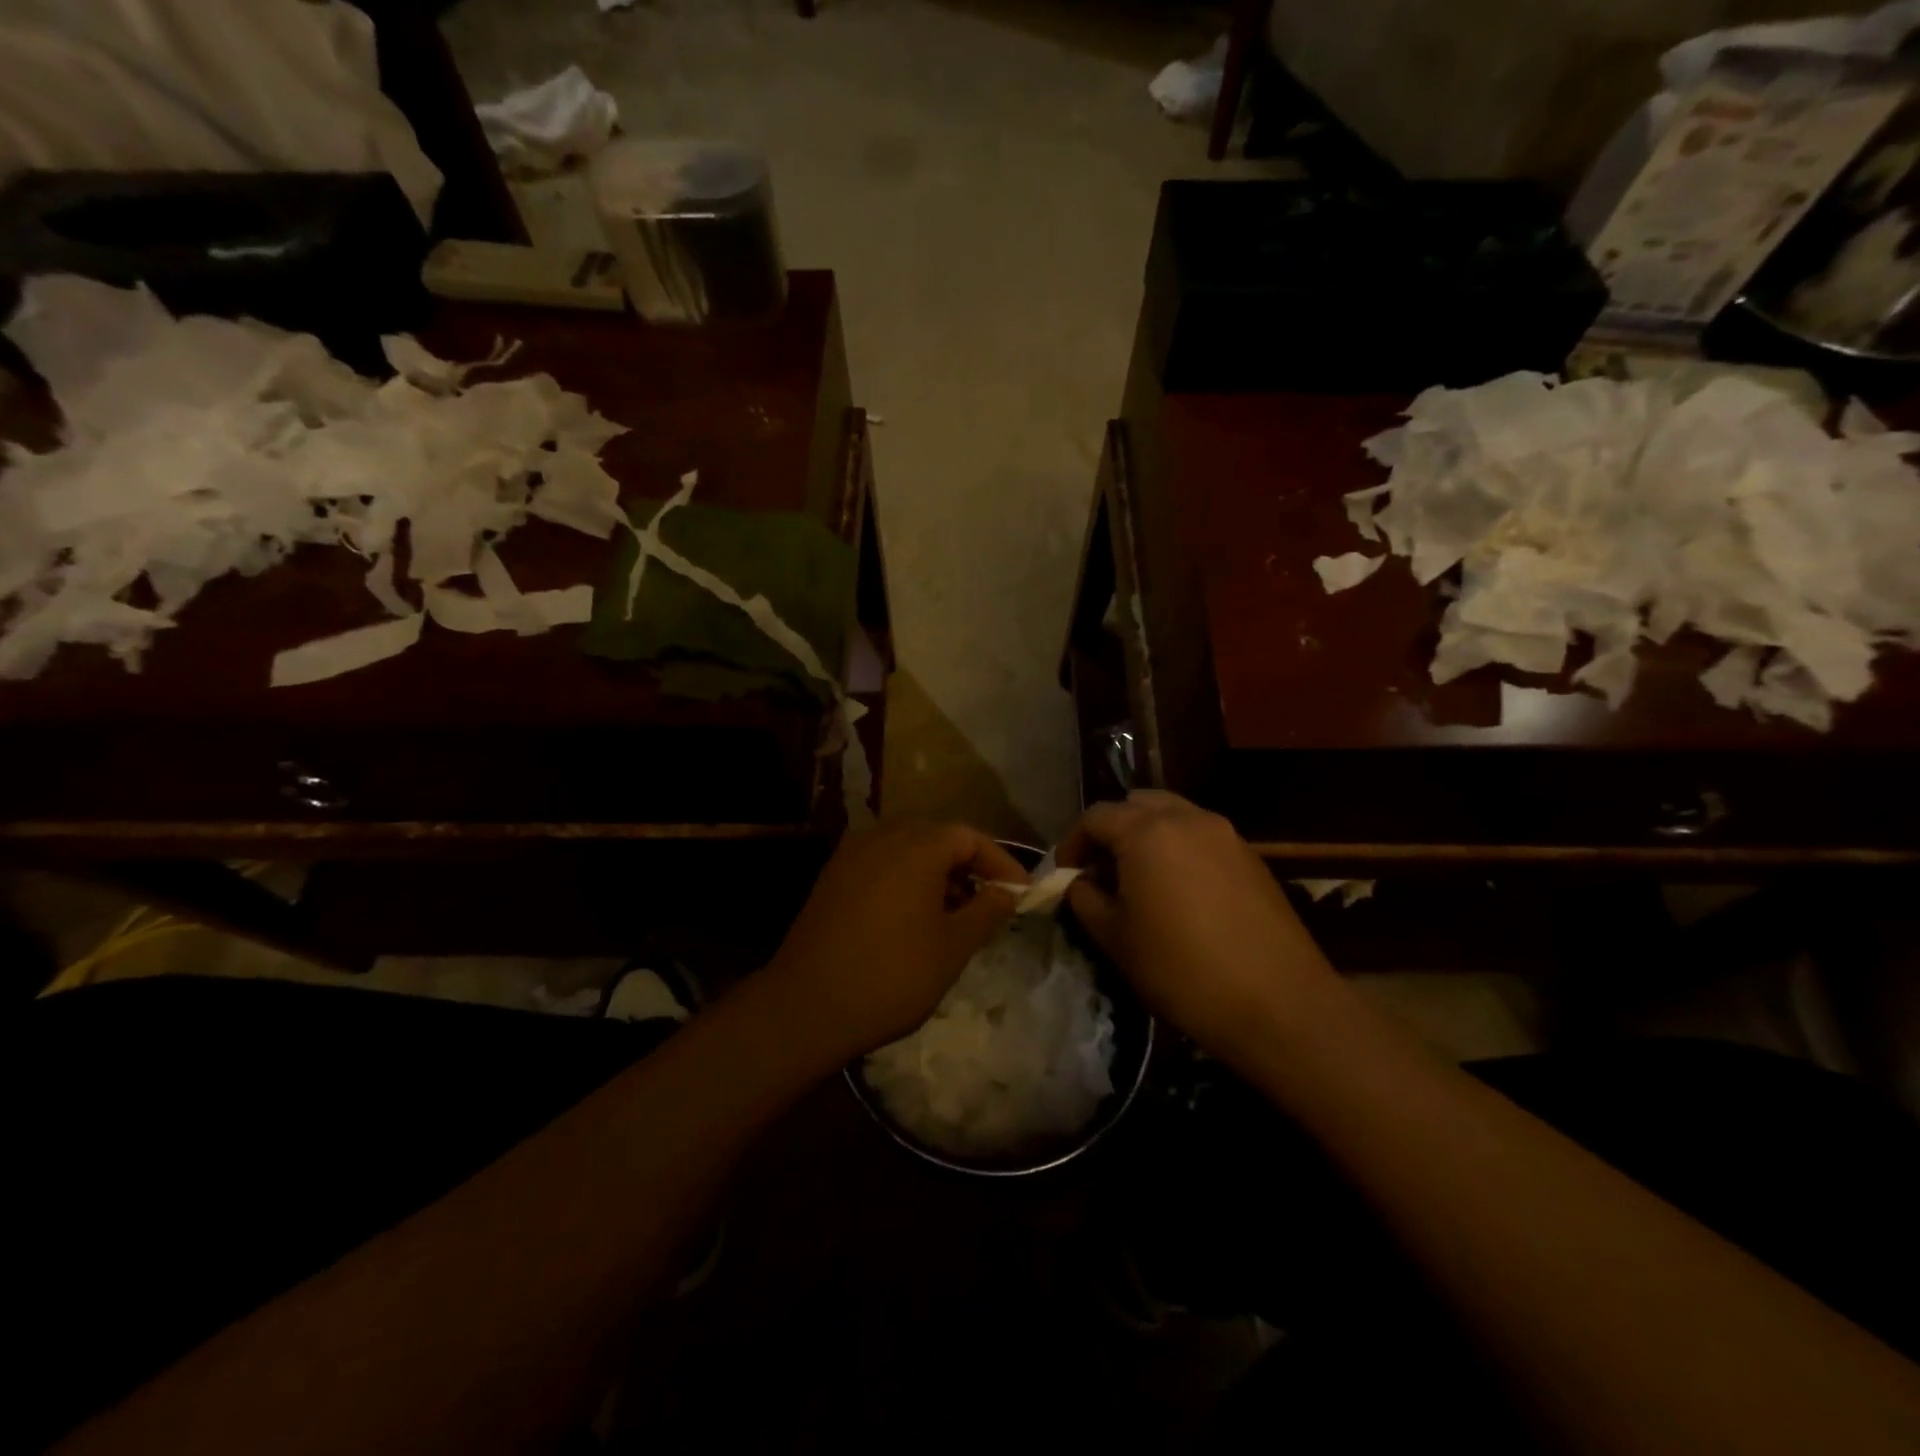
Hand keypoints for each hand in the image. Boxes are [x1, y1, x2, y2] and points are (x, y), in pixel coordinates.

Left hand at [759, 822, 1026, 1067]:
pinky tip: (912, 916)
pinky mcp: (832, 877)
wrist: (806, 1005)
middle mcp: (882, 836)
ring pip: (907, 849)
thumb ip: (987, 911)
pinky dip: (906, 879)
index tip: (1020, 894)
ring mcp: (851, 854)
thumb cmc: (892, 975)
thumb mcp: (953, 947)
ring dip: (936, 872)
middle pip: (937, 836)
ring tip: (954, 913)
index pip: (970, 837)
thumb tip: (1007, 892)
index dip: (1001, 863)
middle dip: (968, 865)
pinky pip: (881, 863)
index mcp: (916, 845)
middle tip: (989, 902)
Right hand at [1058, 791, 1337, 1061]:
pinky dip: (1180, 849)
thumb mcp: (1116, 938)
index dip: (1073, 843)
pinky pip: (1203, 837)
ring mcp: (1226, 834)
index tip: (1065, 875)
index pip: (1096, 816)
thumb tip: (1080, 883)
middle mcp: (1188, 818)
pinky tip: (1181, 893)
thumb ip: (1086, 899)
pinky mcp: (1251, 857)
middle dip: (1113, 830)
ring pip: (1174, 816)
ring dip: (1148, 836)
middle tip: (1102, 870)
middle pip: (1137, 804)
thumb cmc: (1182, 969)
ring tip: (1140, 880)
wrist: (1278, 1003)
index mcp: (1147, 831)